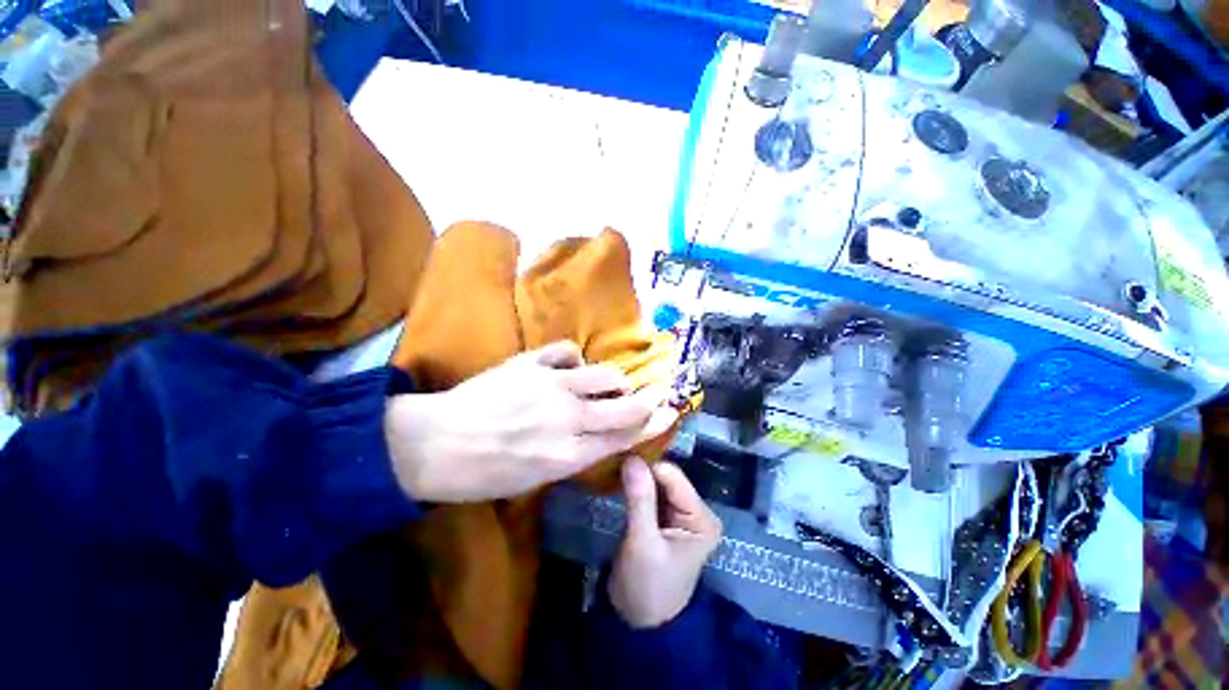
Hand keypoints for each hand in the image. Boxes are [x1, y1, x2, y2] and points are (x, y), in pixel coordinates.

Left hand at [384, 342, 678, 502]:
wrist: (432, 445)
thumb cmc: (483, 473)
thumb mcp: (534, 478)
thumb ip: (574, 454)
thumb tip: (599, 434)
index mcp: (568, 456)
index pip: (625, 437)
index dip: (652, 424)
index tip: (669, 412)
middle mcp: (568, 420)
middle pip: (626, 406)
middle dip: (648, 399)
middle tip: (655, 393)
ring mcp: (551, 386)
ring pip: (606, 374)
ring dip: (613, 380)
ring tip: (604, 383)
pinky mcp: (531, 363)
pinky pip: (569, 351)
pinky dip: (574, 360)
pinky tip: (567, 367)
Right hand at [608, 457, 721, 627]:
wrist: (639, 624)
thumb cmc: (646, 589)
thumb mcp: (642, 545)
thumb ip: (639, 500)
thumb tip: (631, 458)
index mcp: (702, 518)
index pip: (673, 477)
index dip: (647, 467)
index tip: (620, 461)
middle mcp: (697, 510)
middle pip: (666, 477)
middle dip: (641, 471)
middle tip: (614, 464)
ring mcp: (681, 513)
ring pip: (657, 482)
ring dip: (637, 478)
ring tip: (614, 470)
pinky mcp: (665, 517)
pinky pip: (650, 492)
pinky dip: (636, 487)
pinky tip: (620, 482)